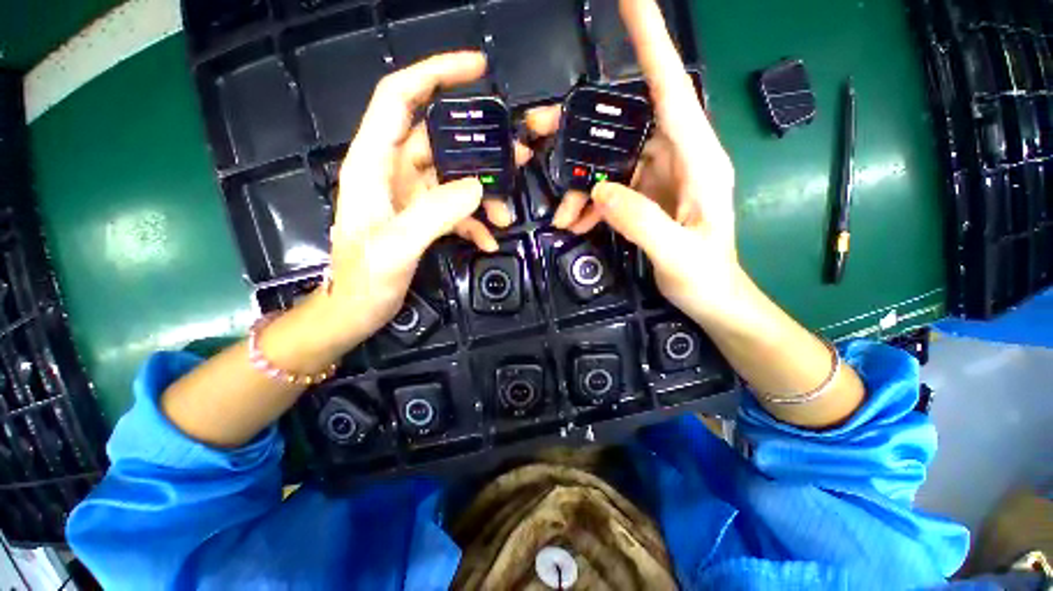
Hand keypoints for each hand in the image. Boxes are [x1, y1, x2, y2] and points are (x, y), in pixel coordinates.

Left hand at [320, 52, 506, 351]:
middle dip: (479, 145)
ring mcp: (411, 197)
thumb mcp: (396, 247)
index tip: (478, 69)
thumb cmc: (362, 280)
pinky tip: (490, 240)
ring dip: (483, 192)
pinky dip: (475, 221)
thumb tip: (475, 188)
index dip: (436, 74)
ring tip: (507, 213)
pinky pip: (455, 209)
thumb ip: (434, 213)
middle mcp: (393, 172)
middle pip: (439, 139)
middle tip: (518, 153)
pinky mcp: (423, 218)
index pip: (400, 98)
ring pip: (453, 177)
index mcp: (374, 164)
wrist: (356, 311)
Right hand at [540, 0, 741, 323]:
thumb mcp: (677, 254)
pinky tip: (577, 224)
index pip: (672, 90)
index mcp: (698, 162)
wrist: (712, 298)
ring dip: (581, 184)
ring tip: (563, 214)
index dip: (651, 42)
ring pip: (610, 162)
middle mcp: (679, 159)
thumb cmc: (706, 278)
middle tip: (540, 132)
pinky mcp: (646, 197)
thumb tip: (600, 192)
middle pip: (625, 125)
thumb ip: (641, 221)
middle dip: (582, 131)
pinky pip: (611, 189)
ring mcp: (659, 178)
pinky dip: (590, 204)